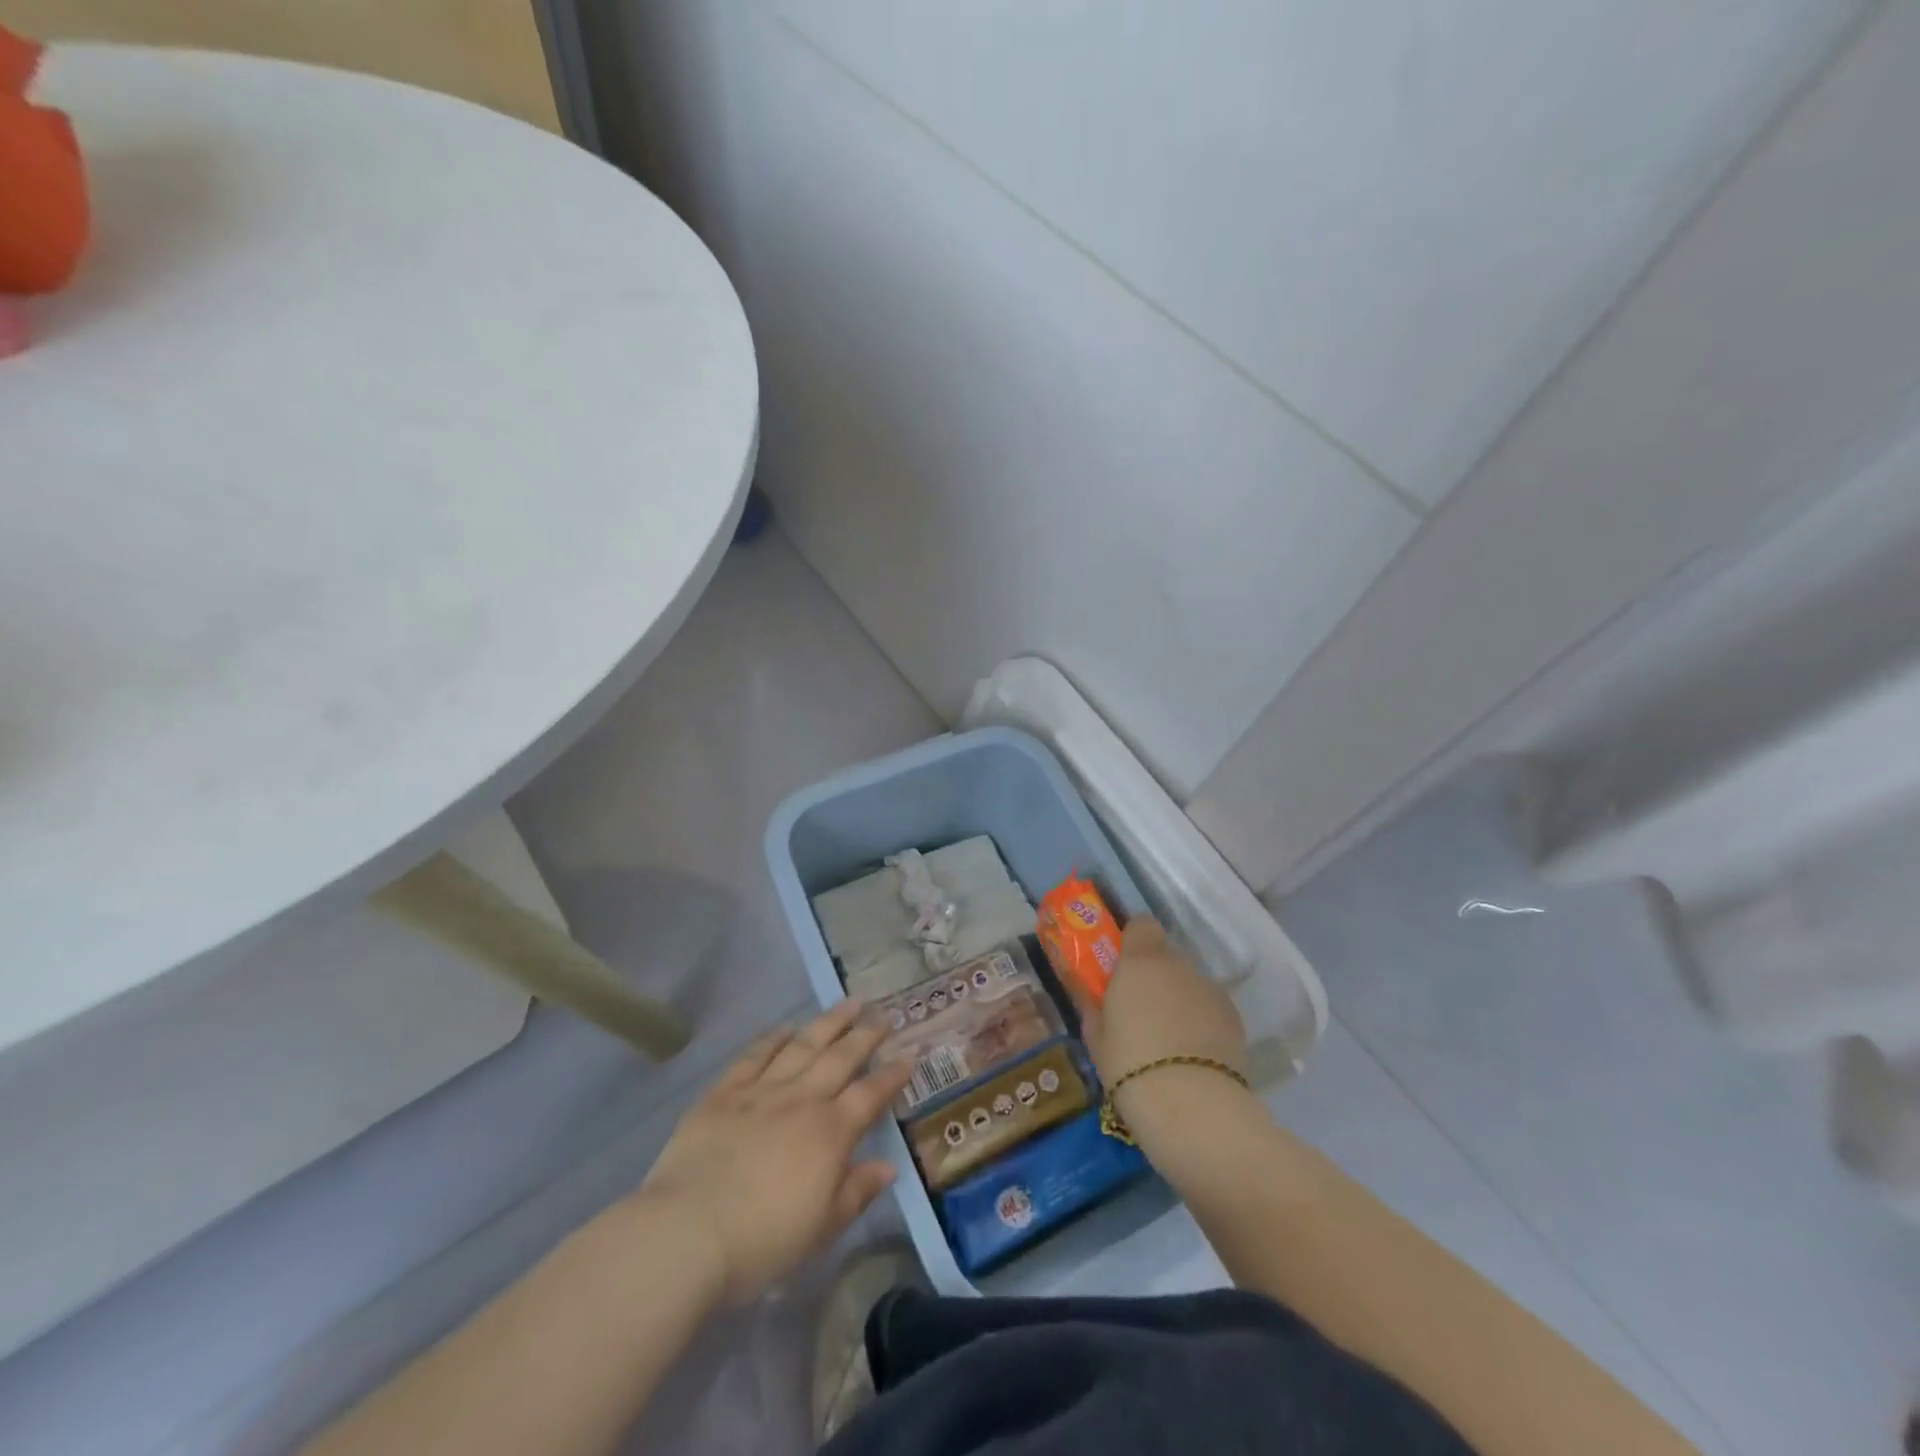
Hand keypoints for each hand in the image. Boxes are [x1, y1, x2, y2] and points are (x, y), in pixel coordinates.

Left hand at [634, 1001, 911, 1305]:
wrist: (687, 1233)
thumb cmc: (761, 1243)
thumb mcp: (821, 1229)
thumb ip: (856, 1193)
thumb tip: (888, 1167)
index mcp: (830, 1133)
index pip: (870, 1095)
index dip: (892, 1074)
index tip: (909, 1054)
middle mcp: (801, 1100)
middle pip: (841, 1058)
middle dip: (866, 1035)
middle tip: (884, 1014)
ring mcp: (761, 1091)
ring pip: (803, 1046)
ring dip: (829, 1022)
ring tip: (849, 1003)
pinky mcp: (724, 1093)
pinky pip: (754, 1056)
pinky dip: (772, 1039)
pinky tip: (785, 1028)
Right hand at [1075, 918, 1253, 1161]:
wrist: (1191, 1105)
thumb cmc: (1129, 1064)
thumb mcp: (1096, 1038)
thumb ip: (1094, 1008)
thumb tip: (1092, 998)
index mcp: (1141, 961)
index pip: (1141, 925)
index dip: (1132, 941)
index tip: (1121, 965)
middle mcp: (1179, 966)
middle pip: (1166, 957)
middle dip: (1154, 976)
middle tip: (1140, 1010)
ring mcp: (1211, 990)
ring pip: (1190, 984)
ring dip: (1179, 1000)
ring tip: (1169, 1039)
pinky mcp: (1234, 1018)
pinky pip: (1210, 1008)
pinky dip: (1201, 1021)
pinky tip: (1193, 1054)